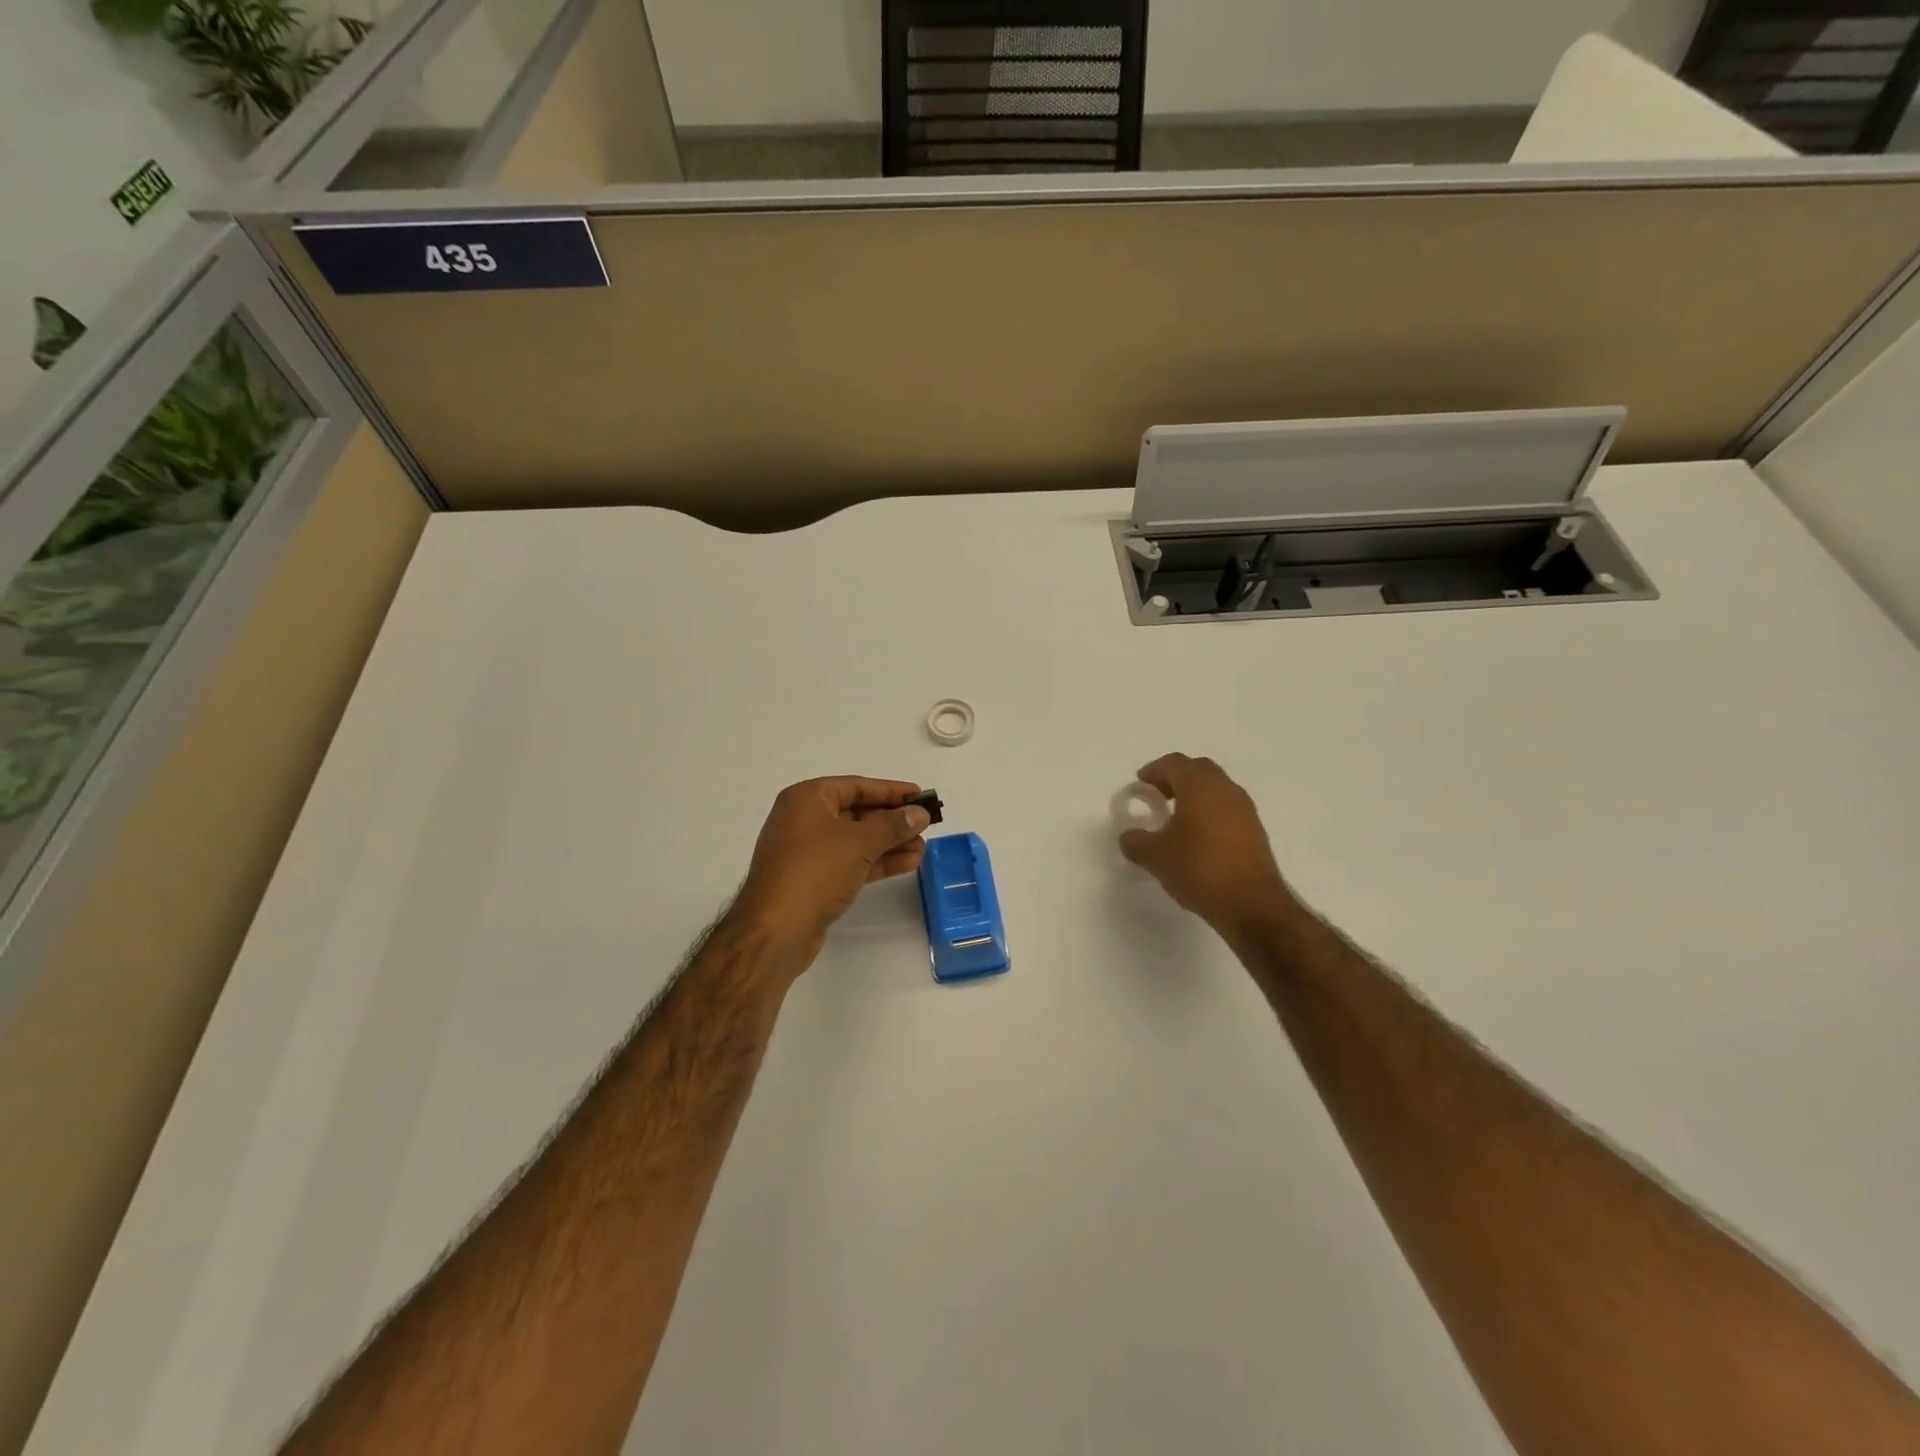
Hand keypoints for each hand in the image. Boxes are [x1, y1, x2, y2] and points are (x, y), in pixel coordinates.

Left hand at [733, 777, 930, 959]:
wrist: (775, 931)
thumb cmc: (814, 871)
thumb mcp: (859, 842)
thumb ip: (893, 825)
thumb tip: (919, 814)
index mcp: (807, 799)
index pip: (856, 786)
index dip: (891, 790)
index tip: (920, 795)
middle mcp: (804, 819)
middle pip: (857, 812)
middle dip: (893, 820)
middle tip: (926, 824)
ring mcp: (808, 852)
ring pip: (857, 840)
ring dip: (890, 843)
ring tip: (923, 848)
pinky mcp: (814, 880)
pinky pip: (851, 862)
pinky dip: (877, 861)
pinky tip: (907, 863)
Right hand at [1118, 754, 1295, 934]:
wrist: (1251, 904)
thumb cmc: (1199, 869)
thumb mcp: (1155, 857)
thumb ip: (1135, 842)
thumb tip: (1129, 837)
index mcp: (1199, 787)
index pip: (1174, 764)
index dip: (1154, 770)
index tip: (1140, 783)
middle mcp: (1225, 789)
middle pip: (1198, 769)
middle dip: (1176, 777)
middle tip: (1158, 795)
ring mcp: (1244, 809)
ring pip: (1216, 787)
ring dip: (1195, 794)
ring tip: (1176, 816)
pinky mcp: (1255, 829)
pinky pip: (1227, 807)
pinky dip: (1210, 810)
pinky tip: (1198, 835)